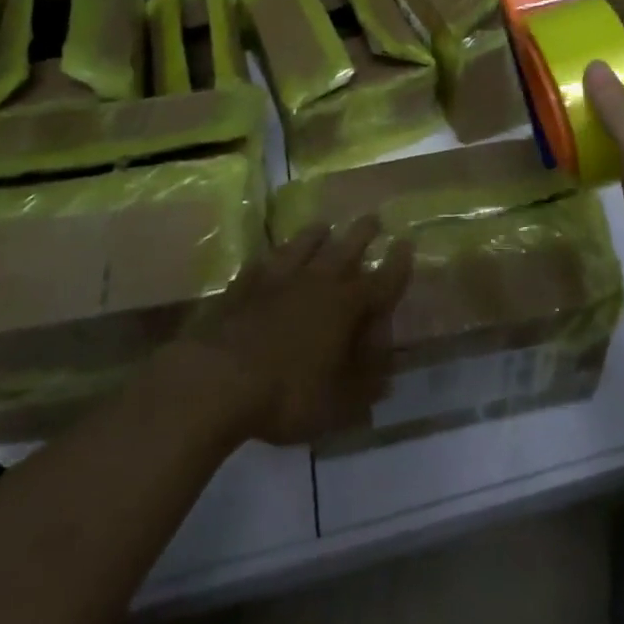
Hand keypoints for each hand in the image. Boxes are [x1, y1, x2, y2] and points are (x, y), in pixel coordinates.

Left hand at [181, 217, 412, 445]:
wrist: (216, 378)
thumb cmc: (285, 395)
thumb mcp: (335, 406)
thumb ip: (364, 390)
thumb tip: (387, 378)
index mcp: (346, 307)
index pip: (382, 280)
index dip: (398, 264)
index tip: (407, 243)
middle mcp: (317, 282)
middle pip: (346, 248)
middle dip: (363, 233)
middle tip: (373, 218)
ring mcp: (278, 278)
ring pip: (304, 245)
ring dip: (317, 234)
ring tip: (324, 226)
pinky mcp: (244, 284)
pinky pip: (264, 261)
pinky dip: (272, 256)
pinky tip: (270, 256)